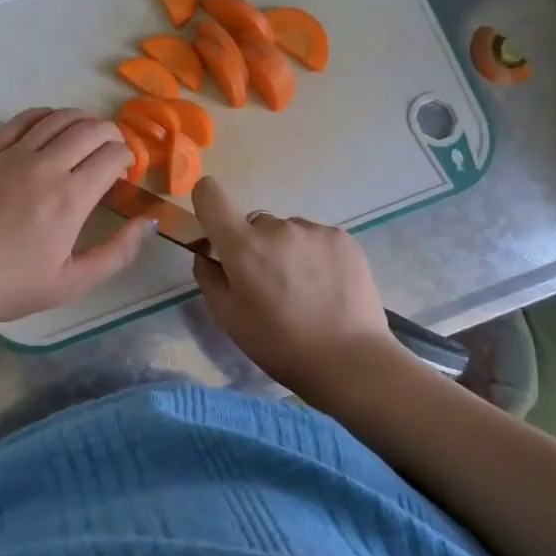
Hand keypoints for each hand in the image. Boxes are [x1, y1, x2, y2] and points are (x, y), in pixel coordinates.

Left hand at [0, 108, 154, 325]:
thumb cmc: (14, 285)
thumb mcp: (75, 282)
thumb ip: (119, 251)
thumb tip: (150, 221)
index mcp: (72, 197)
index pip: (112, 155)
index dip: (127, 157)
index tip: (124, 171)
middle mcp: (46, 166)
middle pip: (90, 129)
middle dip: (111, 135)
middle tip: (111, 151)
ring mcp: (13, 155)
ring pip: (58, 118)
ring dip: (82, 121)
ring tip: (86, 135)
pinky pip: (22, 120)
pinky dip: (45, 116)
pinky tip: (50, 125)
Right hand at [190, 176, 400, 392]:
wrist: (350, 360)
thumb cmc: (279, 345)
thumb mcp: (229, 319)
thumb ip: (209, 278)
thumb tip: (207, 254)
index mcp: (243, 246)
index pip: (210, 195)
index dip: (205, 201)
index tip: (213, 225)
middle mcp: (277, 227)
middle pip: (253, 223)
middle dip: (254, 245)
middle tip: (268, 283)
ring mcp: (313, 230)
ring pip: (287, 231)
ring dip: (286, 250)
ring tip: (303, 289)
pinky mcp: (342, 237)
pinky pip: (315, 238)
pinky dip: (314, 255)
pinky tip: (326, 286)